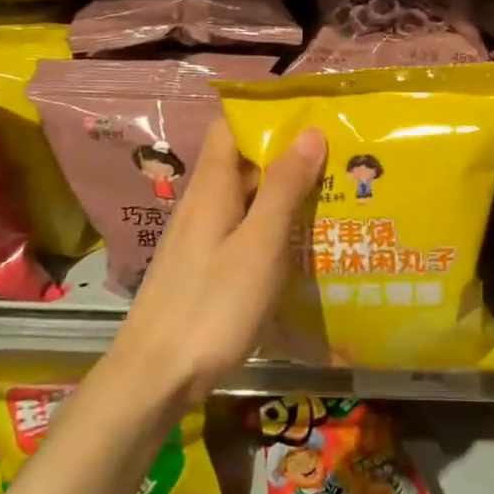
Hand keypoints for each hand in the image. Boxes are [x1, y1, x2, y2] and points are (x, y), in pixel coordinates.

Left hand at [112, 120, 326, 405]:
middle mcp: (202, 204)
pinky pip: (242, 230)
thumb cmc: (212, 306)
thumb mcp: (259, 245)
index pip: (230, 126)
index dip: (265, 115)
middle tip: (339, 157)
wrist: (154, 378)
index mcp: (212, 188)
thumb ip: (284, 188)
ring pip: (246, 198)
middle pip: (242, 161)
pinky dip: (271, 227)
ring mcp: (201, 238)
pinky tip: (300, 244)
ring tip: (332, 195)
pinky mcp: (204, 268)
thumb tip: (309, 132)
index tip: (311, 115)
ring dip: (283, 193)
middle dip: (287, 154)